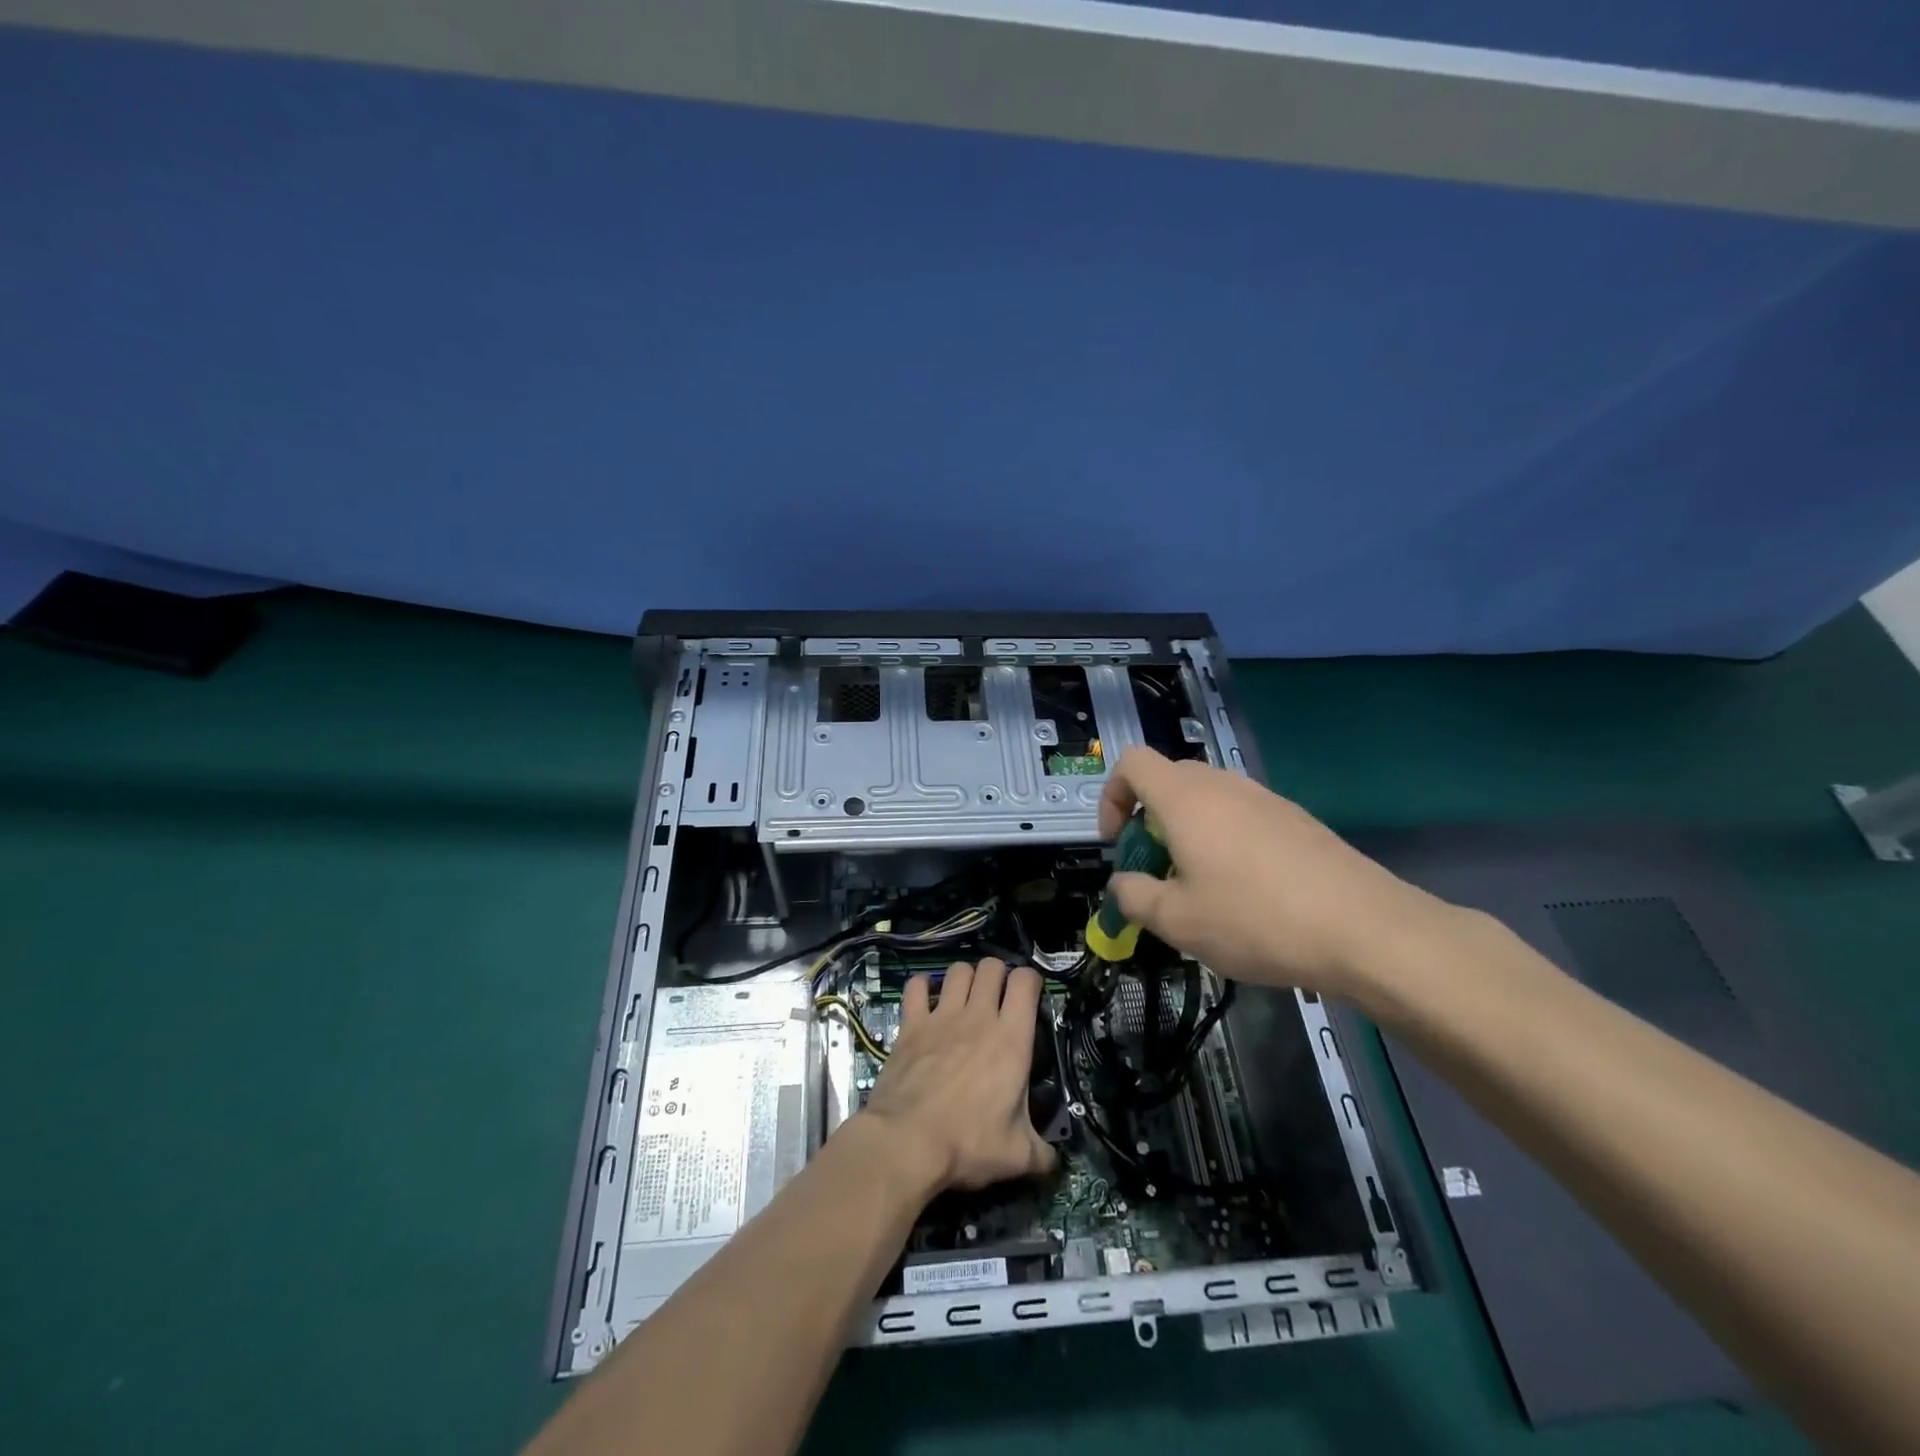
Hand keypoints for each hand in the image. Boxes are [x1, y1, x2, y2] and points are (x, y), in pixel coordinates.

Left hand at [859, 957, 1056, 1192]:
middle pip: (992, 967)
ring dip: (965, 977)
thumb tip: (1055, 1162)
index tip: (1030, 996)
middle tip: (998, 997)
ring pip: (958, 970)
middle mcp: (979, 1016)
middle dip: (999, 974)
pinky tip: (926, 1000)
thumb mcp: (1017, 1156)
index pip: (1026, 982)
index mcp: (1012, 1039)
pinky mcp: (911, 1024)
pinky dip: (922, 987)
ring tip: (966, 997)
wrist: (907, 1142)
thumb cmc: (968, 1143)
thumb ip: (1042, 1154)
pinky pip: (916, 986)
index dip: (1031, 981)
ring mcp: (942, 1016)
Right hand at [1099, 746, 1452, 1000]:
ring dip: (1188, 834)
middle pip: (1168, 781)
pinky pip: (1242, 817)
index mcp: (1185, 798)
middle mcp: (1223, 785)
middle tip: (1157, 873)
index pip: (1131, 763)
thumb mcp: (1176, 921)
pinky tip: (1247, 893)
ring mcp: (1264, 798)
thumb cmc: (1255, 919)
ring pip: (1207, 801)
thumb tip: (1122, 884)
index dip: (1112, 797)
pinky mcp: (1296, 819)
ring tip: (1202, 889)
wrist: (1365, 929)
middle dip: (1148, 822)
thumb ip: (1133, 897)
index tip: (1119, 845)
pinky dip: (1225, 842)